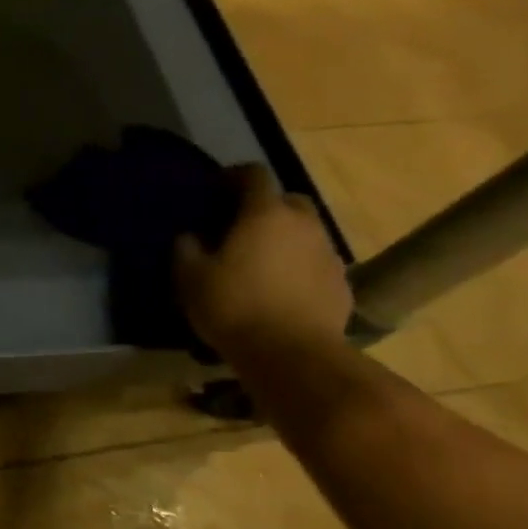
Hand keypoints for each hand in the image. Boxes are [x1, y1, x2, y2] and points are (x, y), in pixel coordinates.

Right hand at [174, 164, 350, 361]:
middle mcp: (303, 224)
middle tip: (240, 227)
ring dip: (284, 238)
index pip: (254, 175)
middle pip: (287, 200)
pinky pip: (315, 262)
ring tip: (260, 262)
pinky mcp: (340, 283)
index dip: (234, 176)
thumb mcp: (190, 277)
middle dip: (265, 207)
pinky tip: (280, 290)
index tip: (216, 189)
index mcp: (264, 214)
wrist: (291, 353)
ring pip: (305, 232)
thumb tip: (191, 236)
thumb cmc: (233, 306)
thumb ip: (186, 249)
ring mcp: (327, 253)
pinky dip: (299, 266)